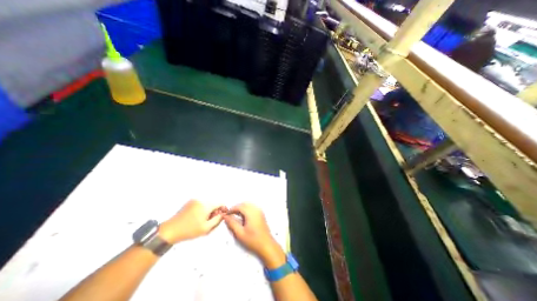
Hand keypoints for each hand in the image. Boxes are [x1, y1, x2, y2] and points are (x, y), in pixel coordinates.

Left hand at [159, 200, 225, 243]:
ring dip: (209, 210)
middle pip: (214, 203)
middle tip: (211, 220)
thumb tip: (223, 214)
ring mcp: (195, 200)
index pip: (220, 203)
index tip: (221, 216)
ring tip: (204, 220)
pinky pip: (201, 203)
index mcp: (206, 205)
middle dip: (215, 210)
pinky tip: (198, 217)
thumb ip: (217, 220)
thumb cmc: (189, 230)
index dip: (223, 209)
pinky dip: (203, 209)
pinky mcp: (190, 202)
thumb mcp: (206, 228)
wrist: (170, 230)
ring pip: (208, 203)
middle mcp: (201, 200)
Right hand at [223, 202, 284, 267]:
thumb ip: (232, 223)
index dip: (232, 209)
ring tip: (235, 216)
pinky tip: (243, 217)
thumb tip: (225, 217)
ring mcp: (259, 211)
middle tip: (230, 215)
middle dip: (236, 208)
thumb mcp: (240, 233)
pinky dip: (246, 210)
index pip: (240, 206)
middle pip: (244, 204)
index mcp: (251, 213)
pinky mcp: (261, 214)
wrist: (266, 245)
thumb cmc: (253, 240)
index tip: (226, 214)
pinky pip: (252, 208)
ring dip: (241, 208)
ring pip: (248, 205)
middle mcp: (256, 209)